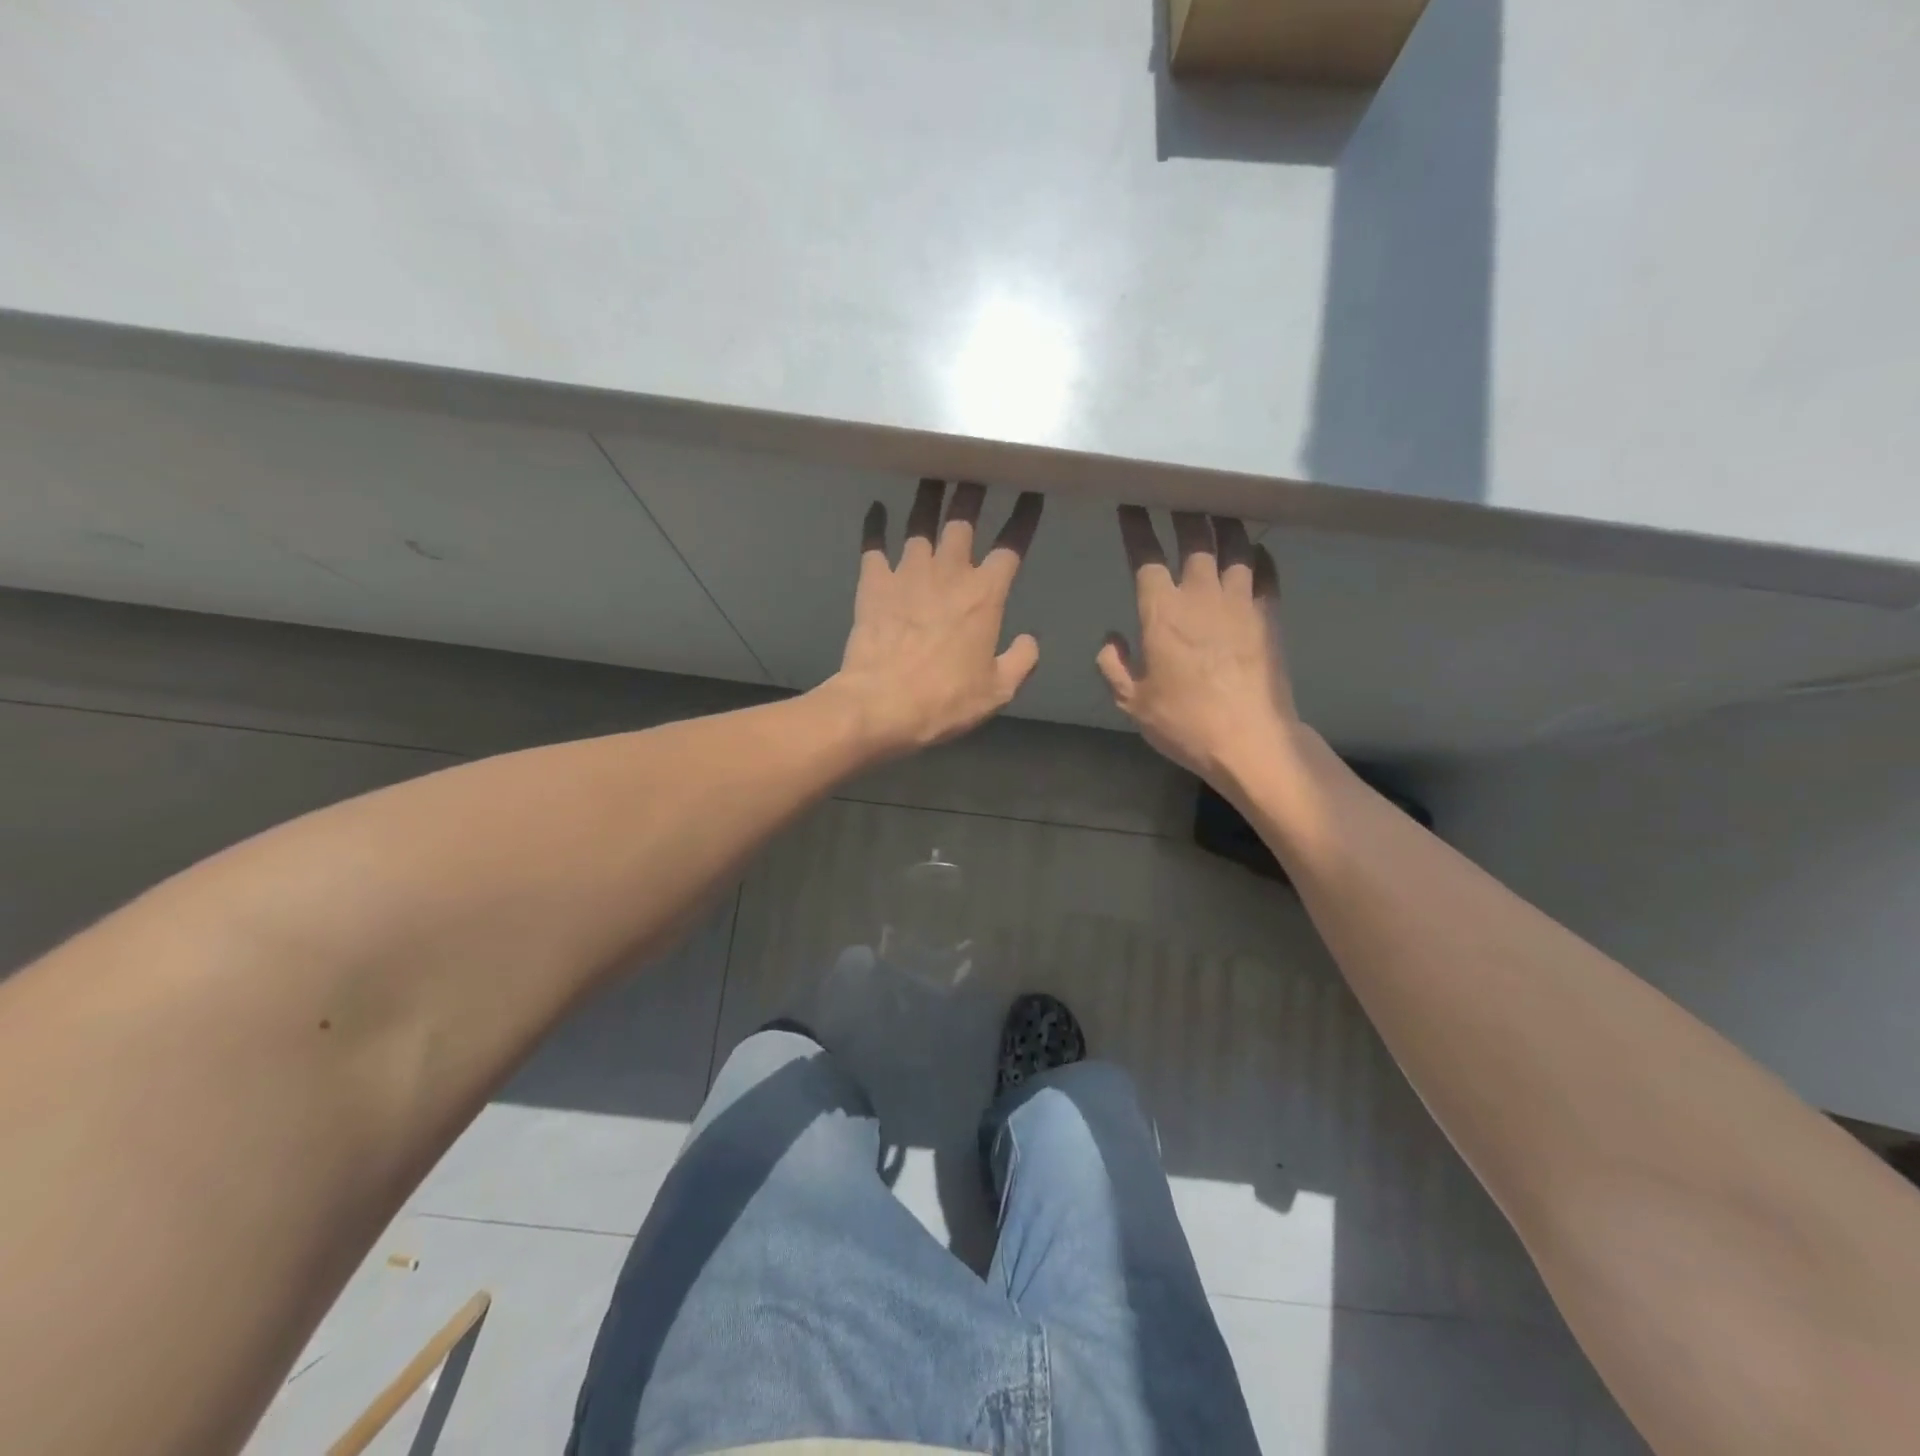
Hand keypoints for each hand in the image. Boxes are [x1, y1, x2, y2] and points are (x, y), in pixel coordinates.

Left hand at [827, 479, 1043, 755]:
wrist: (882, 705)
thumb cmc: (945, 700)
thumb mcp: (997, 691)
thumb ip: (1020, 662)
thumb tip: (1029, 641)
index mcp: (985, 595)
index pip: (1012, 545)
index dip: (1024, 517)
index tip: (1031, 493)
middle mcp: (949, 573)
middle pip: (963, 519)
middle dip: (973, 489)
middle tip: (976, 464)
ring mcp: (907, 573)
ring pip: (920, 521)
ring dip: (929, 496)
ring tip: (933, 472)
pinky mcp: (873, 583)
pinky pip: (873, 544)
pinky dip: (875, 525)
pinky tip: (876, 508)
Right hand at [1097, 507, 1300, 784]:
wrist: (1249, 739)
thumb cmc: (1184, 722)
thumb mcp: (1132, 702)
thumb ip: (1114, 666)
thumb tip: (1110, 638)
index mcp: (1161, 611)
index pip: (1145, 554)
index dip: (1136, 526)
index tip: (1131, 503)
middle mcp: (1201, 594)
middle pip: (1194, 536)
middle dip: (1184, 508)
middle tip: (1179, 491)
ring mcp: (1241, 601)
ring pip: (1234, 545)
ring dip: (1224, 523)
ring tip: (1217, 509)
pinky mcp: (1269, 614)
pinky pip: (1266, 571)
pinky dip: (1259, 555)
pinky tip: (1254, 550)